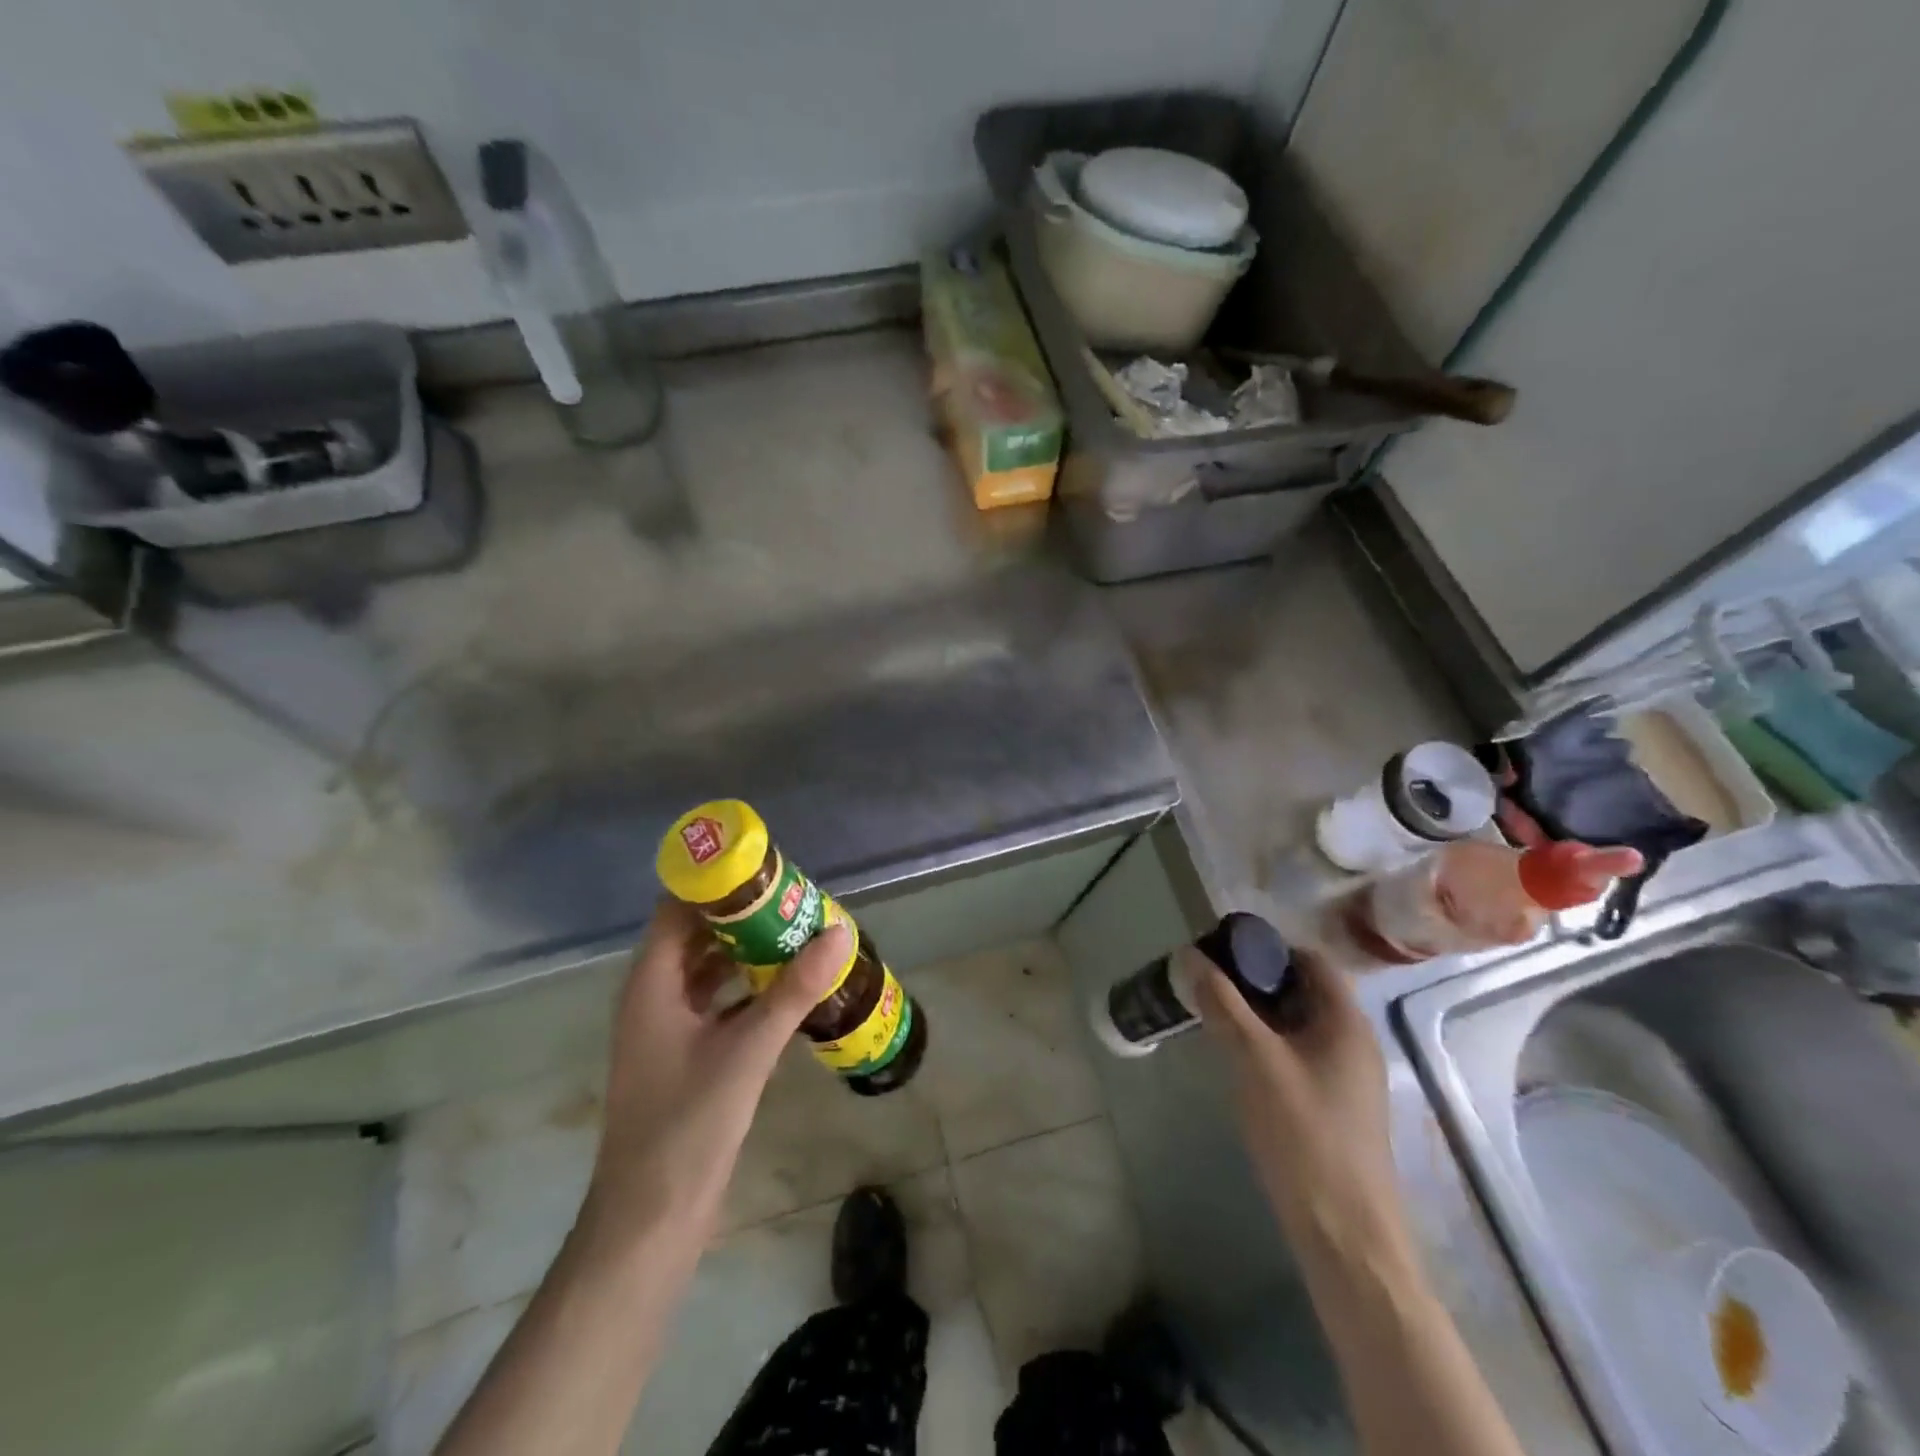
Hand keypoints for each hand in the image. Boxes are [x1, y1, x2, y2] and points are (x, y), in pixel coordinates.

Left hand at [579, 898, 848, 1254]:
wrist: (651, 1219)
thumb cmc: (688, 1124)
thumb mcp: (748, 1050)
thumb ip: (794, 990)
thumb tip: (838, 933)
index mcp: (652, 983)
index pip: (678, 908)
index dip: (717, 884)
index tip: (767, 870)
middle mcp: (654, 995)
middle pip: (696, 934)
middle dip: (743, 914)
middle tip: (796, 900)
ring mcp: (668, 1027)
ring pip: (709, 968)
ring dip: (748, 950)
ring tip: (799, 933)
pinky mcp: (685, 1053)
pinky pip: (717, 1001)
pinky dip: (747, 986)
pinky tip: (788, 986)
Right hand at [1190, 944, 1408, 1258]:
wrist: (1345, 1234)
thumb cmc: (1303, 1134)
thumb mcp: (1254, 1060)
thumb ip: (1222, 1003)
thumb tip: (1189, 954)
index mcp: (1346, 1022)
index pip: (1310, 959)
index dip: (1267, 948)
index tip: (1222, 952)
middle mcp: (1353, 1042)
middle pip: (1304, 990)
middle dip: (1256, 980)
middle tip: (1209, 984)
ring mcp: (1347, 1077)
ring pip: (1299, 1024)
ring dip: (1259, 1013)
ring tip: (1215, 1017)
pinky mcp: (1335, 1106)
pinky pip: (1299, 1054)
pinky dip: (1268, 1044)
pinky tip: (1238, 1060)